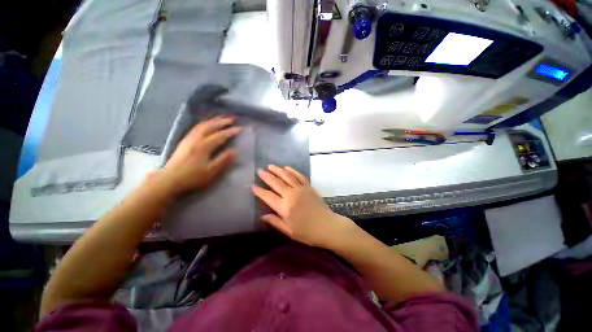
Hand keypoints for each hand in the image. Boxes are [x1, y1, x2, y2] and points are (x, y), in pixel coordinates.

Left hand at [159, 116, 240, 195]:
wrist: (169, 179)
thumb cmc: (192, 177)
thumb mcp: (210, 171)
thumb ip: (223, 160)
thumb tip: (234, 151)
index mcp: (204, 146)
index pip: (220, 136)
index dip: (231, 131)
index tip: (240, 128)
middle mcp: (196, 139)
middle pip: (210, 126)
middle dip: (222, 121)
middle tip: (233, 118)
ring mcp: (189, 138)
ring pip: (202, 125)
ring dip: (213, 120)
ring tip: (222, 118)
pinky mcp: (185, 141)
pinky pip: (196, 127)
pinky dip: (205, 123)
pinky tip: (207, 124)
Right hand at [252, 165, 355, 248]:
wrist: (327, 226)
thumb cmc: (307, 232)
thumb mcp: (289, 231)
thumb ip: (275, 222)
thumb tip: (262, 216)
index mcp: (285, 207)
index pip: (268, 196)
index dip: (259, 191)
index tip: (252, 186)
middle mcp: (291, 195)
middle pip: (276, 183)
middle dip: (266, 176)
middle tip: (259, 171)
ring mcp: (301, 189)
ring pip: (287, 176)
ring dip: (278, 170)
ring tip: (270, 166)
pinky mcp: (308, 186)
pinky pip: (299, 176)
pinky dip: (292, 171)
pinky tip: (287, 167)